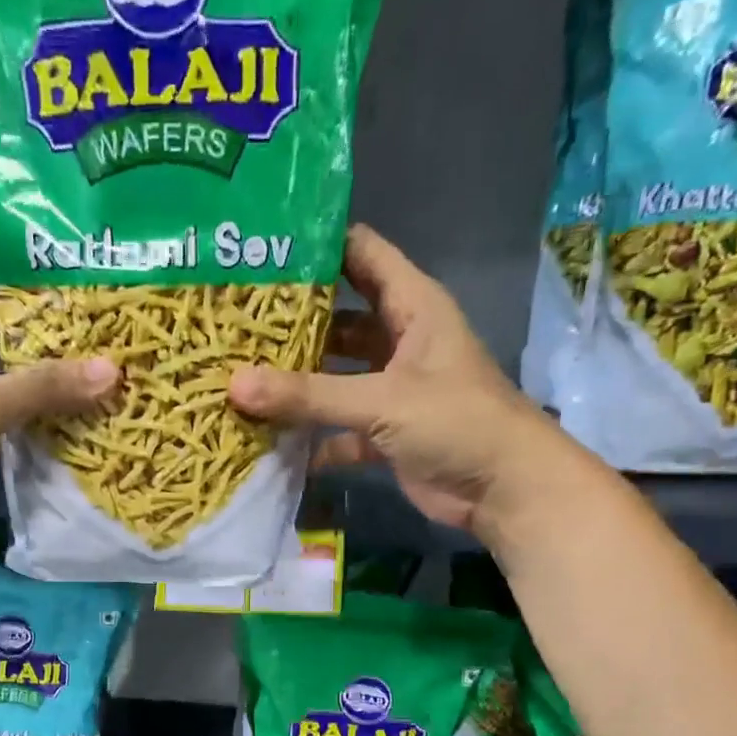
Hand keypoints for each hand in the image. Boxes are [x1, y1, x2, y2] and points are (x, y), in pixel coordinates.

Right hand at [228, 224, 558, 538]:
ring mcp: (391, 389)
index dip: (317, 245)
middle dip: (292, 322)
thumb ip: (310, 395)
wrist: (503, 490)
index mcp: (412, 306)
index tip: (261, 248)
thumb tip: (235, 385)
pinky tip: (268, 437)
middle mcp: (399, 340)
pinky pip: (337, 427)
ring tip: (238, 375)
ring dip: (296, 383)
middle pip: (338, 319)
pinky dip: (310, 436)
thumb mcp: (381, 400)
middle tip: (233, 320)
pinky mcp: (384, 433)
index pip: (361, 254)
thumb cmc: (455, 422)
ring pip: (334, 376)